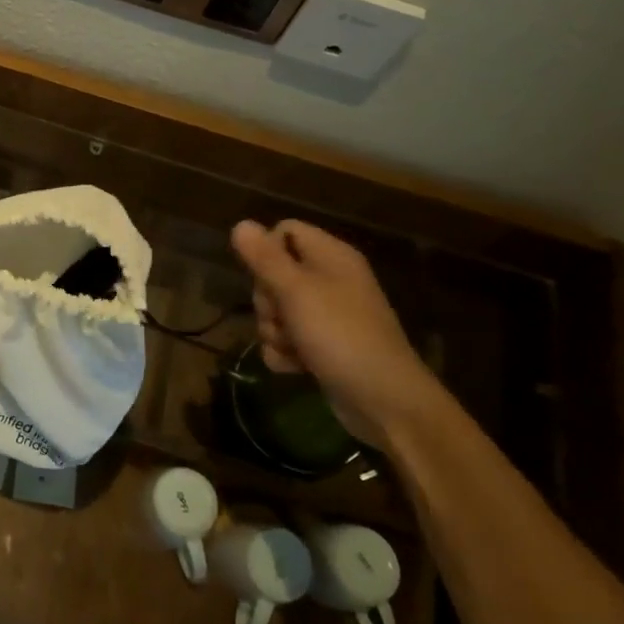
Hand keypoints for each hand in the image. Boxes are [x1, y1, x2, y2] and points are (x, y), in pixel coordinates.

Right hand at [229, 218, 454, 445]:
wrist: (383, 400)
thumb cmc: (340, 335)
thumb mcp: (296, 291)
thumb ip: (265, 258)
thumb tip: (240, 224)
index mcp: (331, 257)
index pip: (285, 231)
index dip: (267, 251)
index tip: (265, 276)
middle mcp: (329, 280)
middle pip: (274, 273)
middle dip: (266, 300)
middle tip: (281, 316)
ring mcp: (327, 316)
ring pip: (276, 310)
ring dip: (273, 331)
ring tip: (292, 347)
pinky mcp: (322, 346)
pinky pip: (286, 340)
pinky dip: (285, 353)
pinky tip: (295, 367)